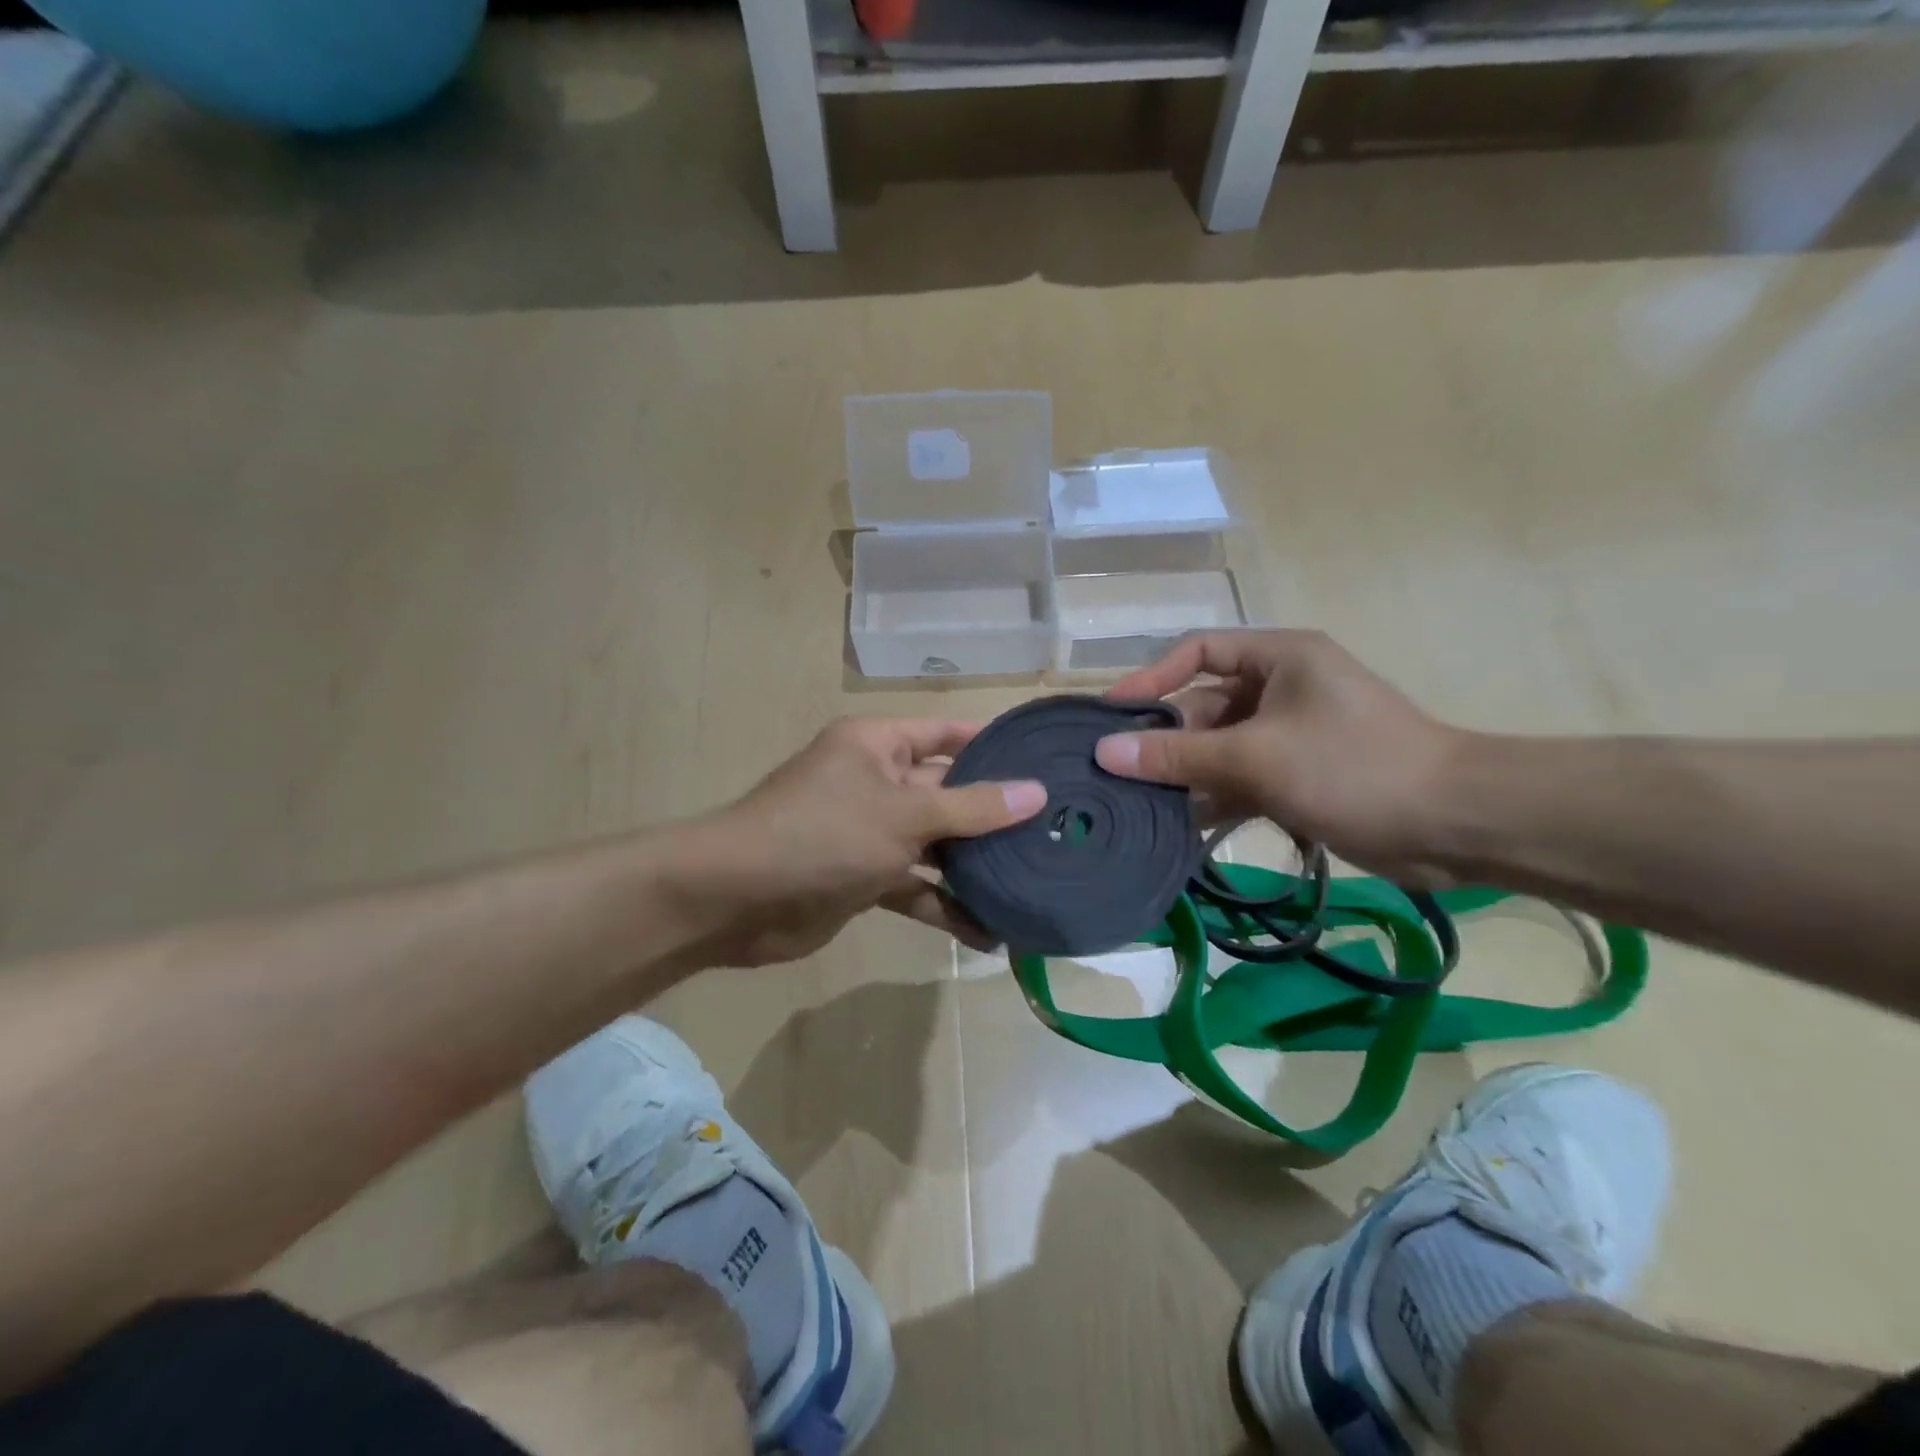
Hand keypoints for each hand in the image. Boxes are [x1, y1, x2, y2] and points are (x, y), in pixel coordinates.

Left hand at [680, 718, 1045, 966]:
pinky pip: (915, 887)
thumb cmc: (823, 833)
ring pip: (935, 845)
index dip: (993, 744)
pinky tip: (988, 934)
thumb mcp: (904, 815)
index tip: (1045, 761)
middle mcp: (876, 783)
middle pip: (947, 793)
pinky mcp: (864, 879)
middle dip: (994, 816)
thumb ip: (971, 808)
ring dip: (975, 868)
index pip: (946, 734)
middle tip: (1056, 831)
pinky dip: (945, 907)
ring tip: (1033, 884)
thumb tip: (1035, 792)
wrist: (737, 900)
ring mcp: (870, 833)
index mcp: (878, 746)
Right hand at [1094, 630, 1464, 882]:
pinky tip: (1182, 828)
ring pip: (1221, 748)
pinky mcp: (1300, 774)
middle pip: (1205, 705)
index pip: (1197, 652)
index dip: (1151, 679)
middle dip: (1167, 740)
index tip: (1111, 716)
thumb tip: (1106, 751)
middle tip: (1121, 775)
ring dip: (1187, 775)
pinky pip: (1242, 778)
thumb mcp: (1255, 758)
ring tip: (1141, 805)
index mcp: (1279, 658)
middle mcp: (1282, 687)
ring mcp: (1291, 733)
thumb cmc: (1352, 768)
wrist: (1454, 824)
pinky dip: (1216, 798)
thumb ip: (1178, 755)